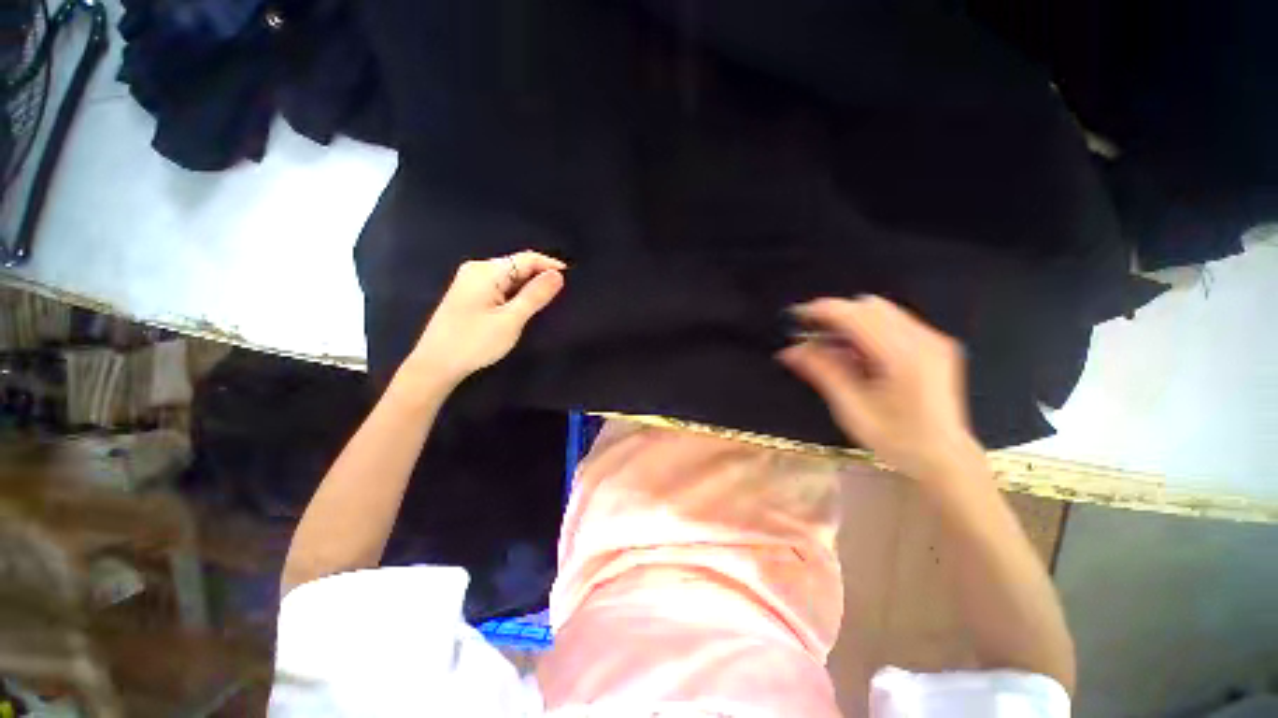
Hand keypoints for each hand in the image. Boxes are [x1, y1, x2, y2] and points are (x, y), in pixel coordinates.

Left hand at [401, 251, 566, 387]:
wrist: (435, 364)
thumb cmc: (474, 342)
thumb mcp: (510, 320)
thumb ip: (535, 295)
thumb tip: (558, 275)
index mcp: (487, 271)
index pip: (527, 258)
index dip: (551, 265)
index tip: (572, 278)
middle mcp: (477, 269)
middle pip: (518, 265)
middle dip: (540, 276)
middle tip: (562, 294)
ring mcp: (471, 281)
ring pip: (510, 277)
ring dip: (529, 286)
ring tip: (548, 301)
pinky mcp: (469, 293)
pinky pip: (500, 285)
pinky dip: (516, 293)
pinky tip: (524, 306)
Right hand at [778, 295, 983, 483]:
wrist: (944, 459)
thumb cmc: (896, 440)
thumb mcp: (851, 409)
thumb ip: (822, 372)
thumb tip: (790, 350)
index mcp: (902, 356)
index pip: (855, 314)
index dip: (820, 311)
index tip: (795, 318)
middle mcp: (923, 339)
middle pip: (868, 306)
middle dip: (834, 315)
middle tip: (810, 338)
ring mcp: (932, 340)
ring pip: (880, 310)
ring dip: (850, 321)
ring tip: (831, 347)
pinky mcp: (934, 345)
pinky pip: (893, 321)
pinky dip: (866, 329)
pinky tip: (856, 354)